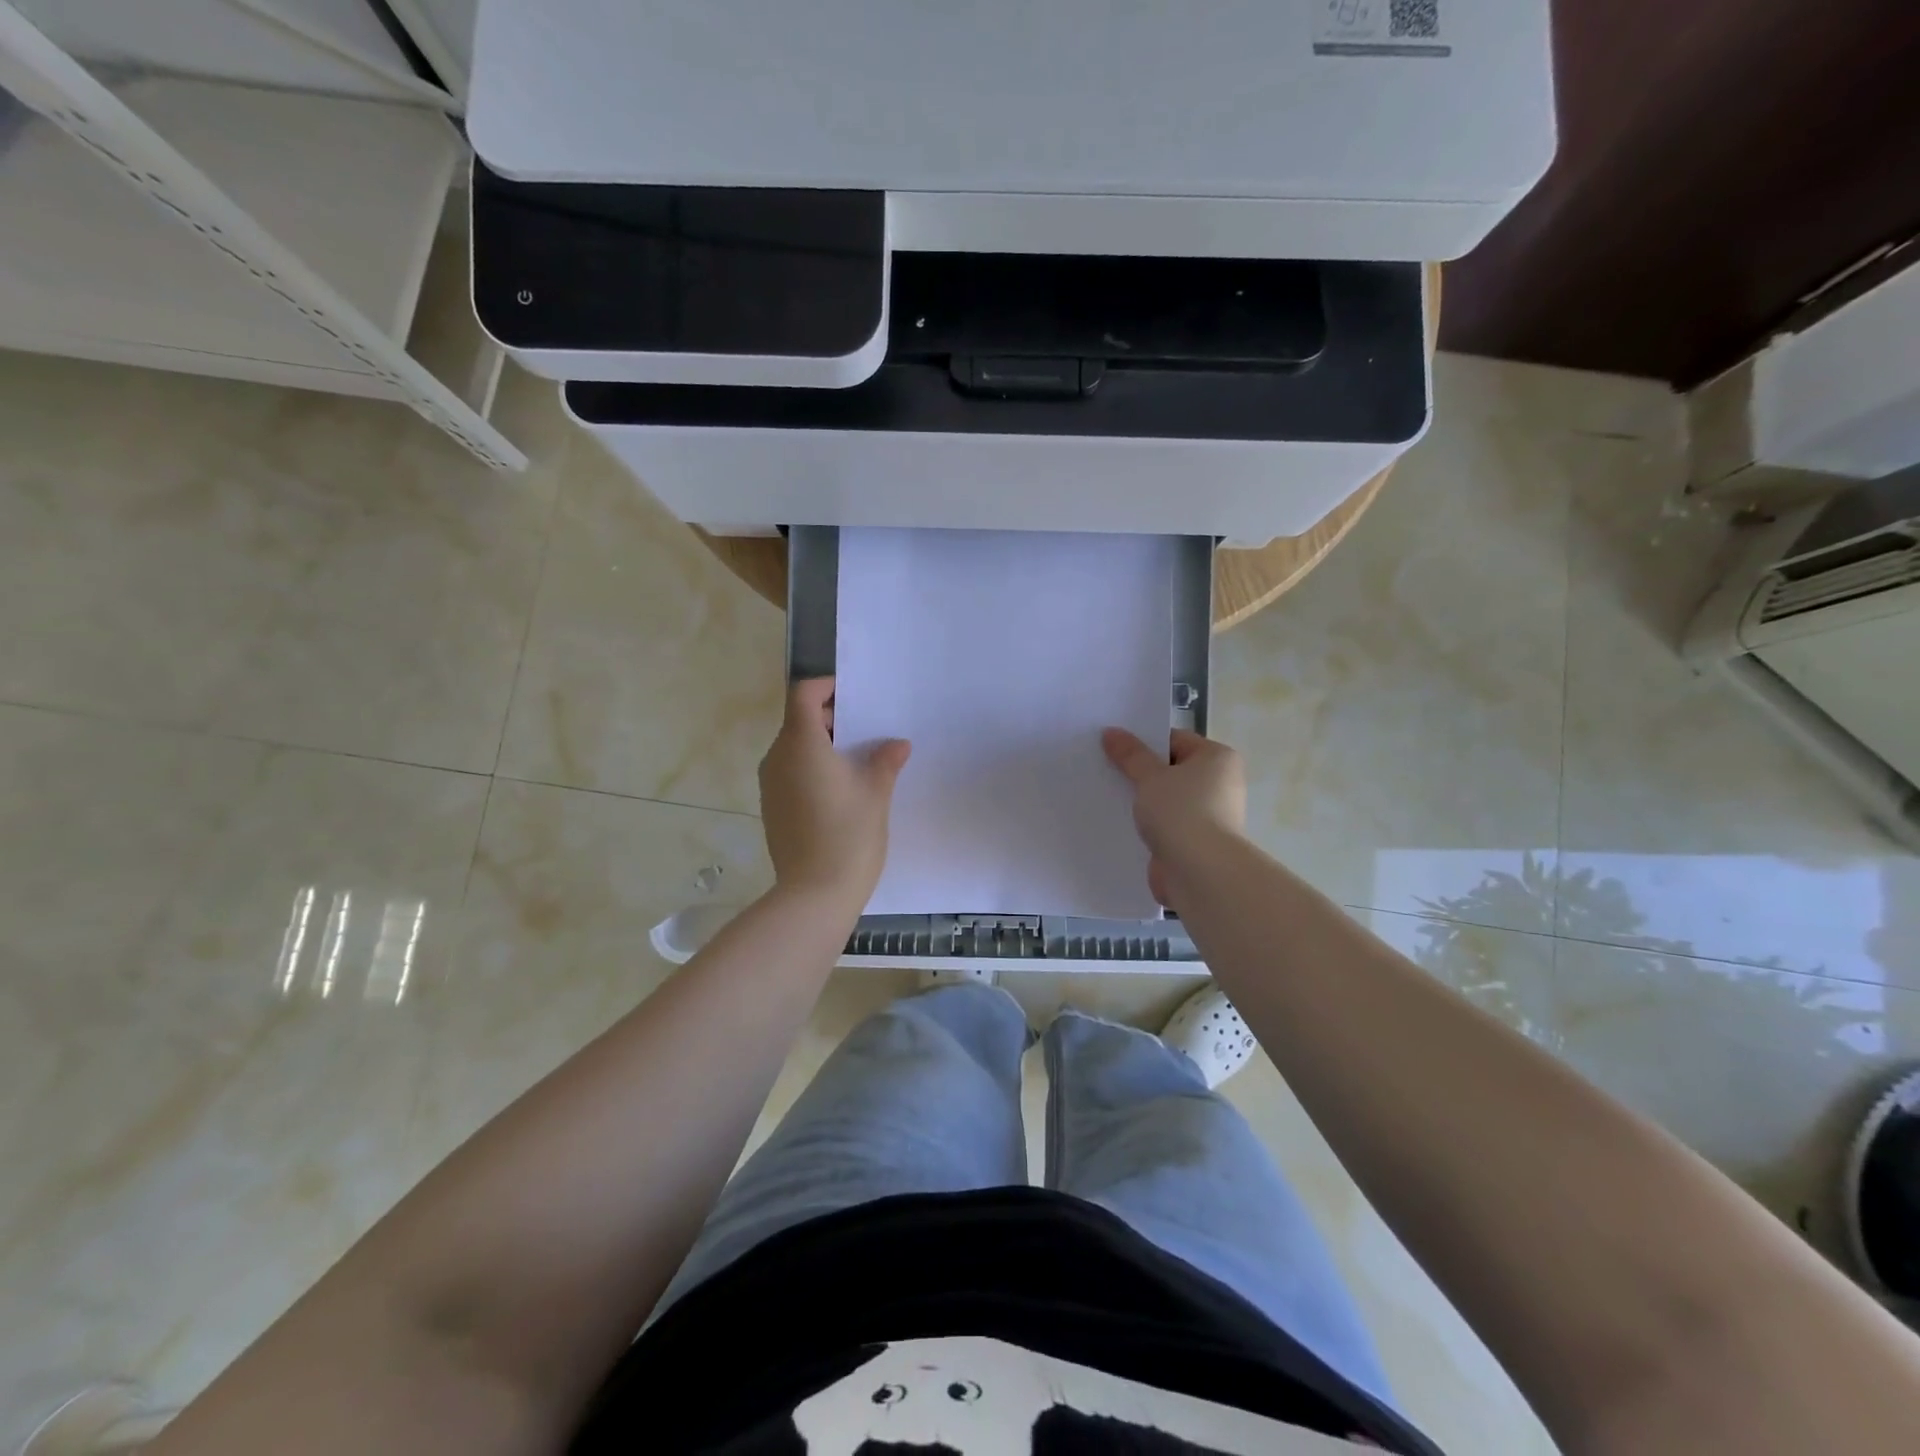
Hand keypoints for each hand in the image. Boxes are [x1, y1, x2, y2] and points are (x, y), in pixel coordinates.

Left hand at [759, 678, 910, 910]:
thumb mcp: (876, 793)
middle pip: (798, 721)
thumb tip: (897, 745)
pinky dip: (811, 768)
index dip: (826, 688)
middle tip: (865, 731)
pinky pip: (790, 773)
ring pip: (793, 748)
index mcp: (802, 744)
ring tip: (857, 761)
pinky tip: (840, 790)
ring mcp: (770, 785)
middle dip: (830, 719)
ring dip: (821, 745)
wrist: (815, 894)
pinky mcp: (772, 808)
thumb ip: (885, 761)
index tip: (853, 696)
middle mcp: (778, 758)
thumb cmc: (849, 834)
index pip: (803, 695)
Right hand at [1101, 727, 1246, 908]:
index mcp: (1217, 759)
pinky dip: (1147, 826)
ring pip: (1166, 800)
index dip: (1143, 742)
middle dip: (1140, 773)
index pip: (1175, 740)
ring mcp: (1209, 816)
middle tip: (1105, 769)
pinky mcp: (1195, 843)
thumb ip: (1130, 754)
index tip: (1113, 748)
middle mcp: (1219, 784)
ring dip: (1142, 802)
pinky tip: (1120, 824)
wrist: (1200, 872)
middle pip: (1171, 770)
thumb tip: (1111, 732)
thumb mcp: (1150, 776)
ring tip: (1107, 796)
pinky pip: (1165, 826)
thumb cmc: (1181, 812)